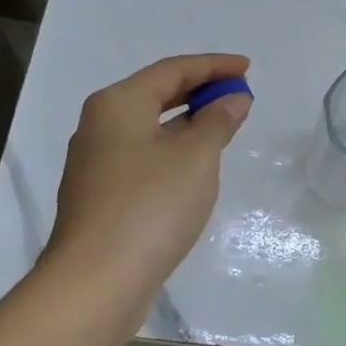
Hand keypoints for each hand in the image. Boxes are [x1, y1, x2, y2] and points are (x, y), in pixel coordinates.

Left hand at [35, 53, 252, 313]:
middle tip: (239, 94)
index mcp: (118, 104)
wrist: (97, 280)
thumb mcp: (196, 157)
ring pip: (150, 128)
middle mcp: (100, 125)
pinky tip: (196, 166)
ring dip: (188, 122)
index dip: (214, 65)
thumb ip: (218, 121)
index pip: (172, 70)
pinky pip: (144, 156)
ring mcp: (97, 163)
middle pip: (157, 94)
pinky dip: (174, 150)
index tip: (249, 68)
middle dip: (200, 91)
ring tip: (224, 127)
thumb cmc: (151, 205)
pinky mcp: (102, 195)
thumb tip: (233, 99)